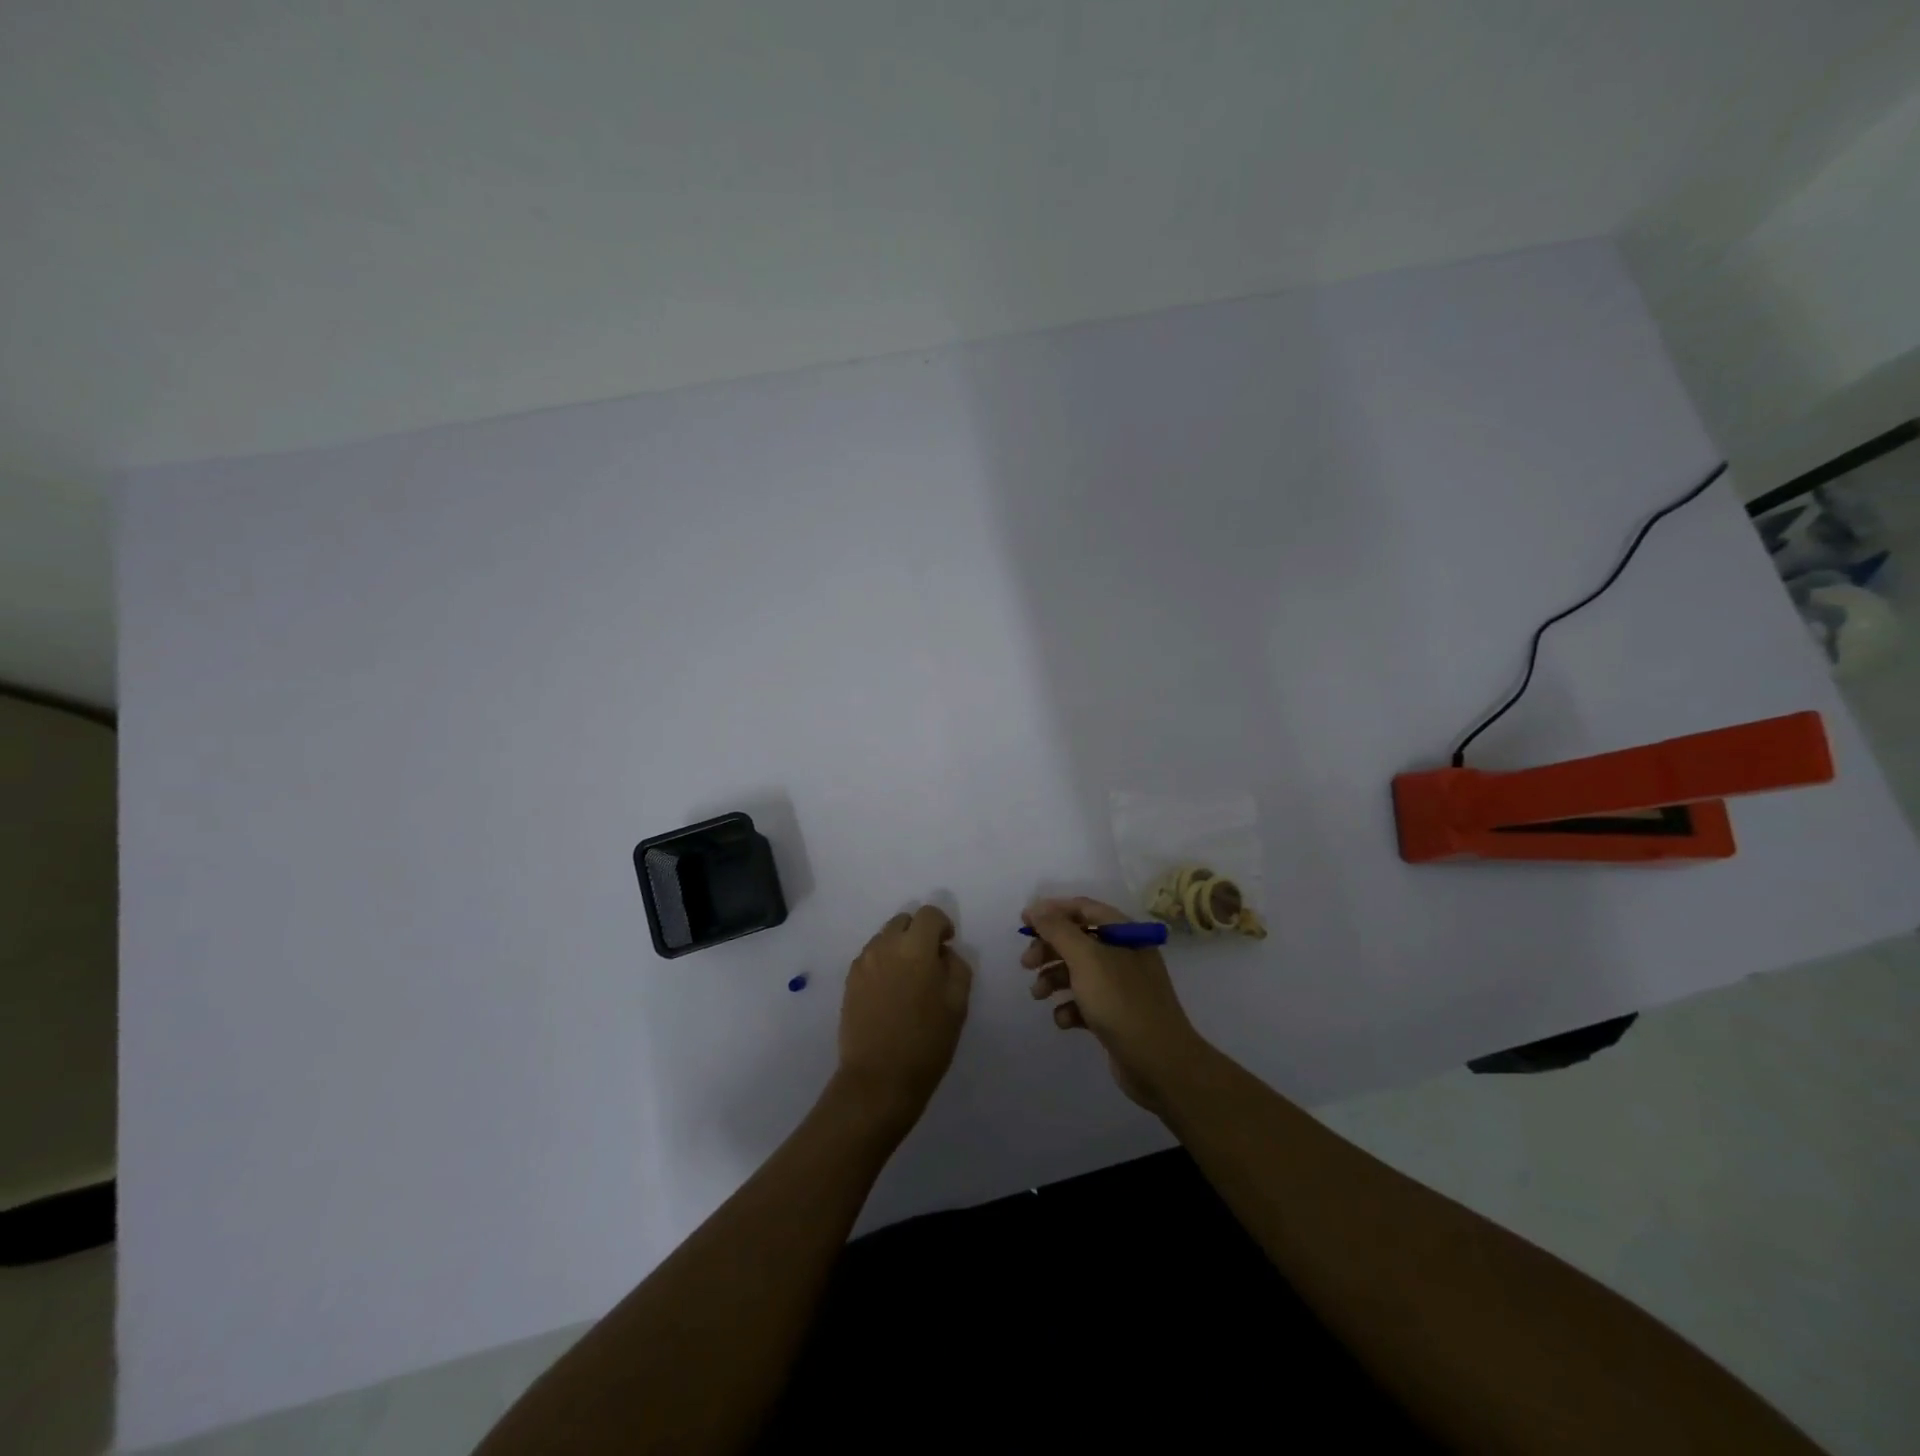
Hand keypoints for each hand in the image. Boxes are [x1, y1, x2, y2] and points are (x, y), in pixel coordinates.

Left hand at [833, 905, 972, 1136]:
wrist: (878, 1079)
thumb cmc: (926, 1042)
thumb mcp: (957, 1004)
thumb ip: (956, 966)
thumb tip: (944, 952)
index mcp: (915, 948)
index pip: (928, 914)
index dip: (942, 924)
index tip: (948, 944)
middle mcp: (885, 946)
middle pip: (903, 921)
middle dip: (919, 932)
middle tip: (930, 960)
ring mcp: (863, 962)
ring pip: (884, 938)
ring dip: (899, 946)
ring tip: (909, 978)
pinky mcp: (849, 981)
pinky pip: (870, 957)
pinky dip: (883, 962)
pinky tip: (890, 991)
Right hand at [1022, 896, 1208, 1112]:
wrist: (1159, 1063)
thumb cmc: (1121, 1001)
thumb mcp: (1086, 959)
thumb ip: (1058, 930)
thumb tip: (1035, 908)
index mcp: (1124, 933)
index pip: (1083, 908)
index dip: (1051, 911)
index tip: (1023, 923)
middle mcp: (1124, 954)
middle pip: (1077, 940)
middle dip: (1049, 949)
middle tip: (1026, 963)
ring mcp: (1121, 986)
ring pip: (1078, 972)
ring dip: (1054, 979)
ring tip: (1038, 994)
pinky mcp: (1116, 1015)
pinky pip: (1085, 1002)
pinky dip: (1070, 1007)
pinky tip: (1064, 1020)